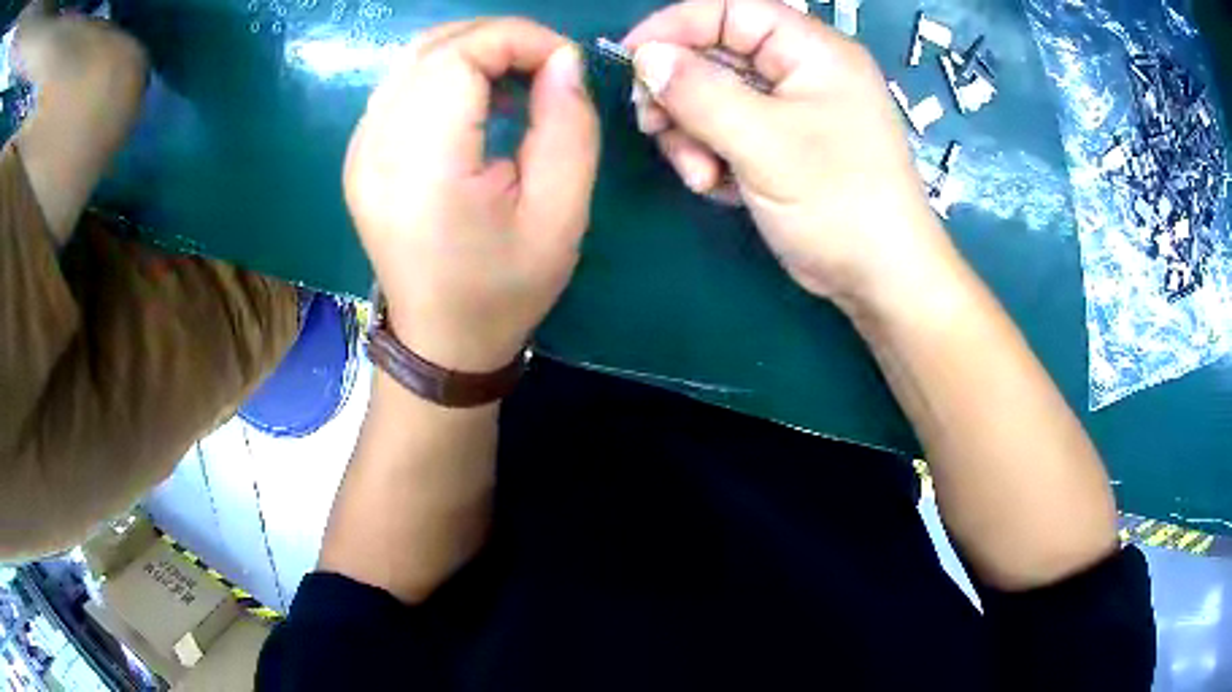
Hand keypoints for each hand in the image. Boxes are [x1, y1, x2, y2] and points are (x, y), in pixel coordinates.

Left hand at [344, 19, 599, 371]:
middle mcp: (375, 148)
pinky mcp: (359, 155)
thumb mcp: (561, 215)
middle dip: (498, 39)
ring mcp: (359, 150)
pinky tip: (475, 103)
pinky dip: (443, 73)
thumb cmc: (504, 290)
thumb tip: (564, 60)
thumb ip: (569, 127)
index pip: (460, 55)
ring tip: (514, 81)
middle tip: (544, 68)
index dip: (518, 39)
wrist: (440, 342)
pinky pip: (400, 85)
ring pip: (413, 59)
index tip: (563, 62)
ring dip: (471, 52)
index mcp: (423, 166)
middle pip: (432, 48)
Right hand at [624, 0, 951, 308]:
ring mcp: (790, 111)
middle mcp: (800, 72)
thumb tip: (646, 57)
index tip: (632, 58)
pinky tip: (720, 188)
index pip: (732, 10)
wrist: (880, 279)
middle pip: (716, 55)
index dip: (676, 26)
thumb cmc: (838, 202)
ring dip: (692, 135)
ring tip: (701, 176)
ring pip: (714, 98)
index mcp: (812, 51)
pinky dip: (711, 157)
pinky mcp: (780, 146)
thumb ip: (700, 93)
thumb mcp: (765, 142)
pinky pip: (726, 132)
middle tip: (656, 128)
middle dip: (680, 94)